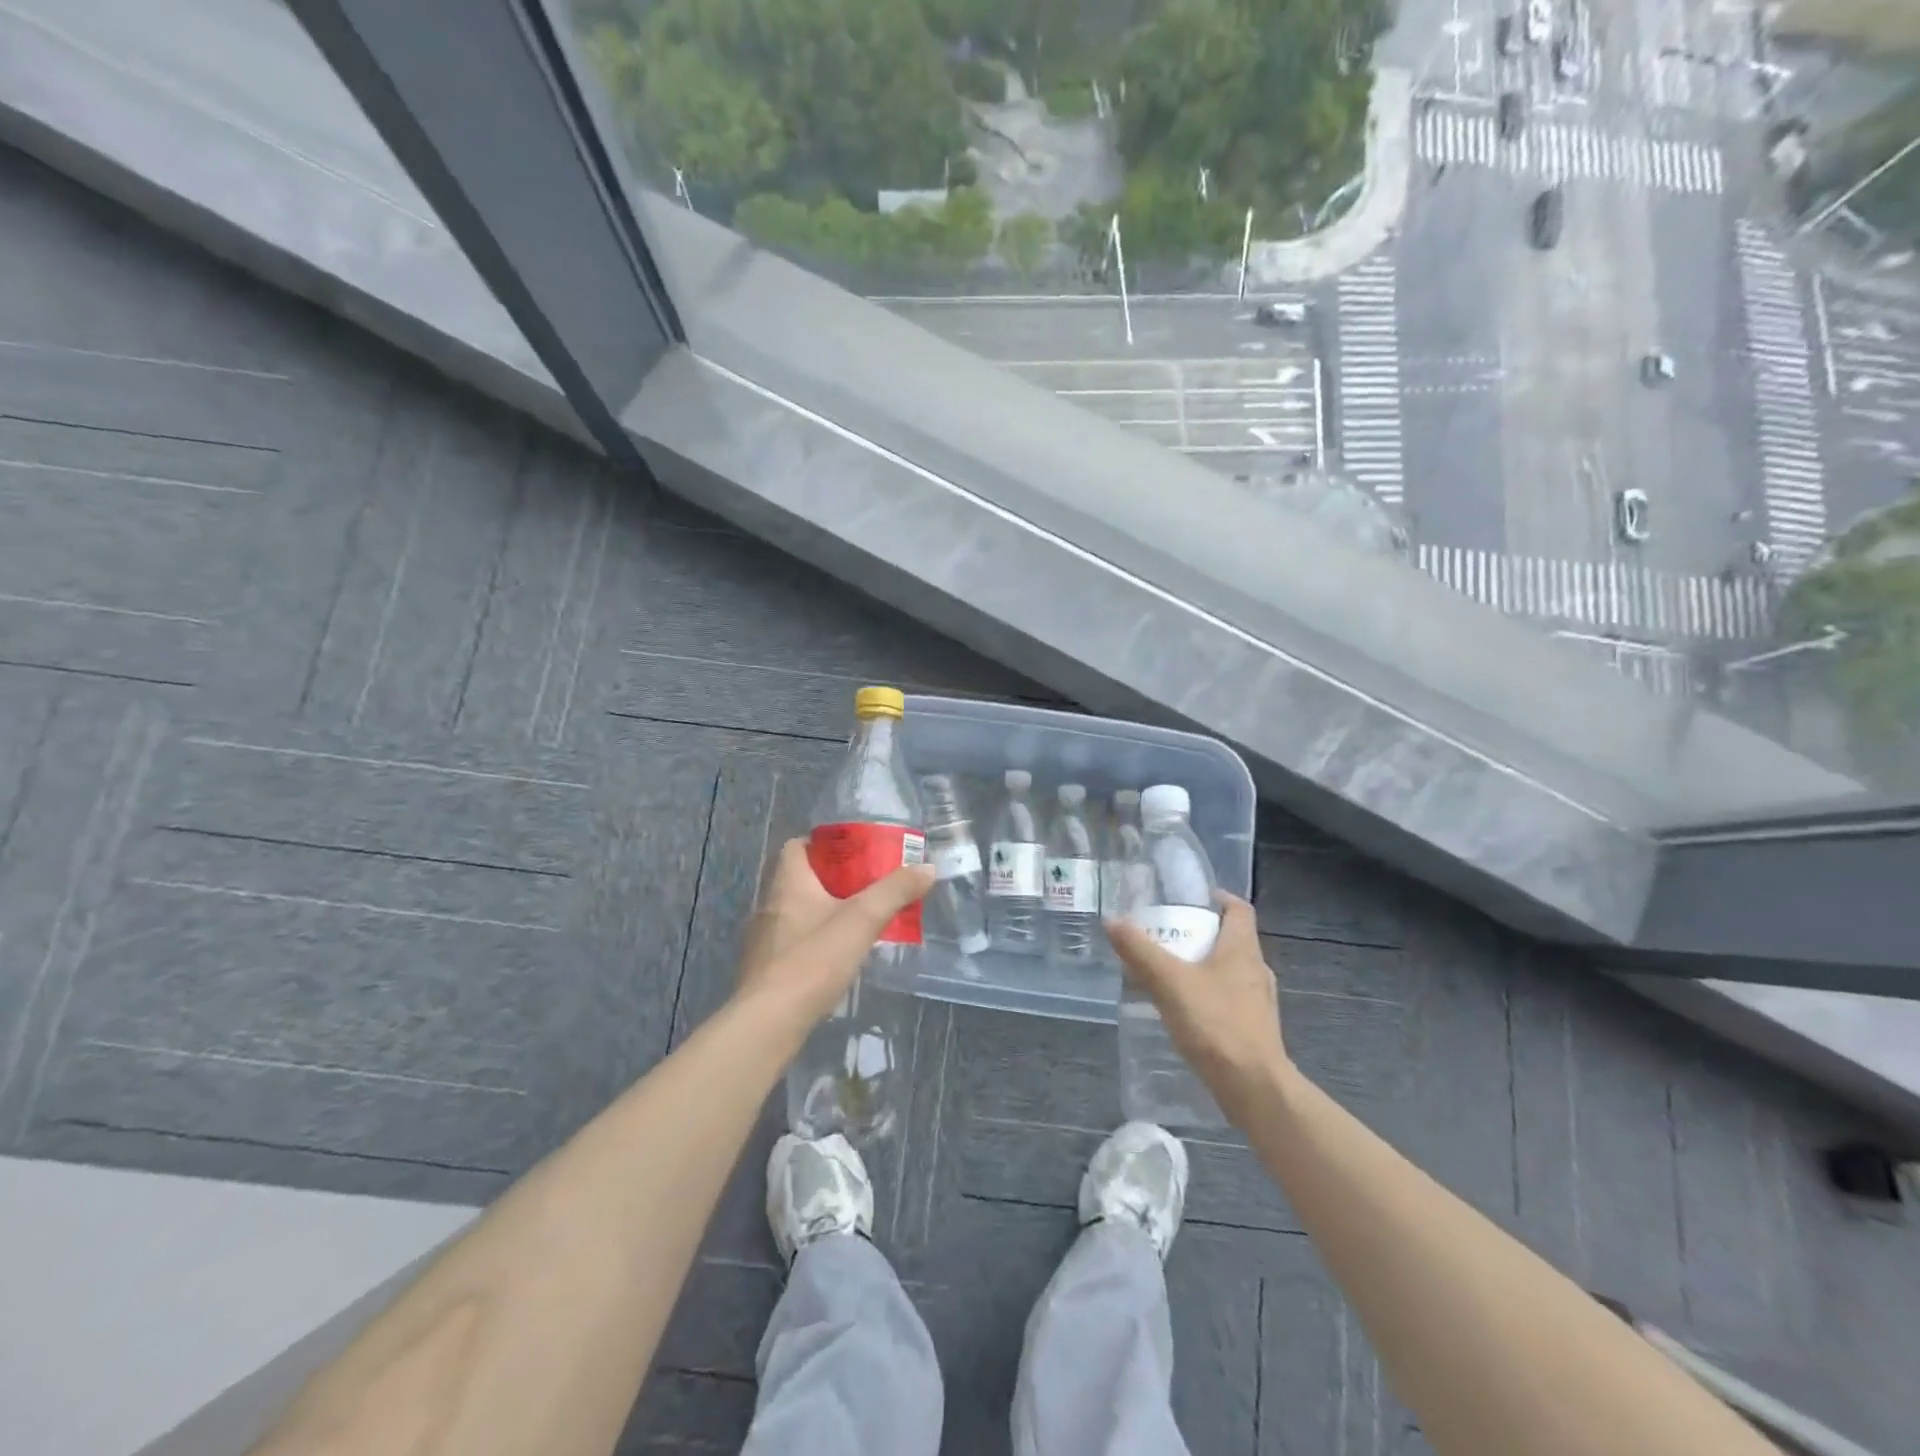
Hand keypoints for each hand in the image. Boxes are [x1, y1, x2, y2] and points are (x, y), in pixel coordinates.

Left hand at [735, 838, 935, 1028]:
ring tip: (857, 924)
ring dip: (823, 914)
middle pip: (799, 880)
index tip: (853, 855)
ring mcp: (763, 941)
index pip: (795, 847)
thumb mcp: (862, 920)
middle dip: (832, 881)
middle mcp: (769, 906)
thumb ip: (895, 891)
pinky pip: (792, 944)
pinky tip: (835, 960)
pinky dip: (813, 944)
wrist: (768, 1023)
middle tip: (866, 888)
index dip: (822, 845)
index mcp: (787, 884)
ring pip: (796, 914)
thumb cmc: (813, 961)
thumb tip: (928, 867)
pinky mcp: (765, 971)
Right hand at [1106, 893, 1290, 1126]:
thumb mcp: (1169, 982)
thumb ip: (1139, 951)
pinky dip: (1207, 995)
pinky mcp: (1254, 1030)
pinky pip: (1228, 999)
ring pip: (1229, 971)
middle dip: (1200, 933)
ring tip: (1169, 972)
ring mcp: (1259, 1002)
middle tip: (1167, 935)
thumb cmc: (1216, 1024)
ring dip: (1203, 966)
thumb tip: (1111, 921)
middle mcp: (1256, 970)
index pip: (1239, 909)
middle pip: (1231, 939)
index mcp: (1242, 950)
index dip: (1218, 898)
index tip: (1189, 898)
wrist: (1254, 1088)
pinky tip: (1184, 1010)